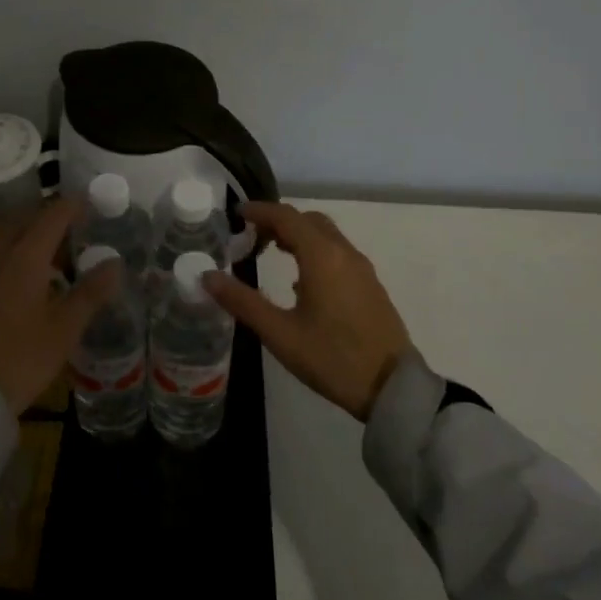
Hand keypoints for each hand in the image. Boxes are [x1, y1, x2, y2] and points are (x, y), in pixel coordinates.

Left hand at [0, 195, 115, 414]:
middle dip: (44, 217)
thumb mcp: (62, 332)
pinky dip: (4, 261)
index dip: (70, 206)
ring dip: (22, 239)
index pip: (50, 217)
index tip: (87, 202)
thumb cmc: (18, 361)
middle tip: (67, 228)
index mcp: (23, 259)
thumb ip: (89, 294)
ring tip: (44, 259)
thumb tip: (114, 263)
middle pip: (20, 221)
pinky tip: (12, 287)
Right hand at [206, 201, 412, 421]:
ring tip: (271, 252)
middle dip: (278, 221)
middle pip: (307, 220)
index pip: (286, 216)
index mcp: (321, 256)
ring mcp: (361, 268)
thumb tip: (207, 276)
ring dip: (297, 235)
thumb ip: (242, 301)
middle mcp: (343, 252)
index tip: (236, 214)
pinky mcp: (370, 284)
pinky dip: (314, 250)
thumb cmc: (332, 358)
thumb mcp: (280, 333)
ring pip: (325, 235)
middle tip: (250, 236)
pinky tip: (300, 280)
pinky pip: (337, 252)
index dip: (259, 211)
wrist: (392, 388)